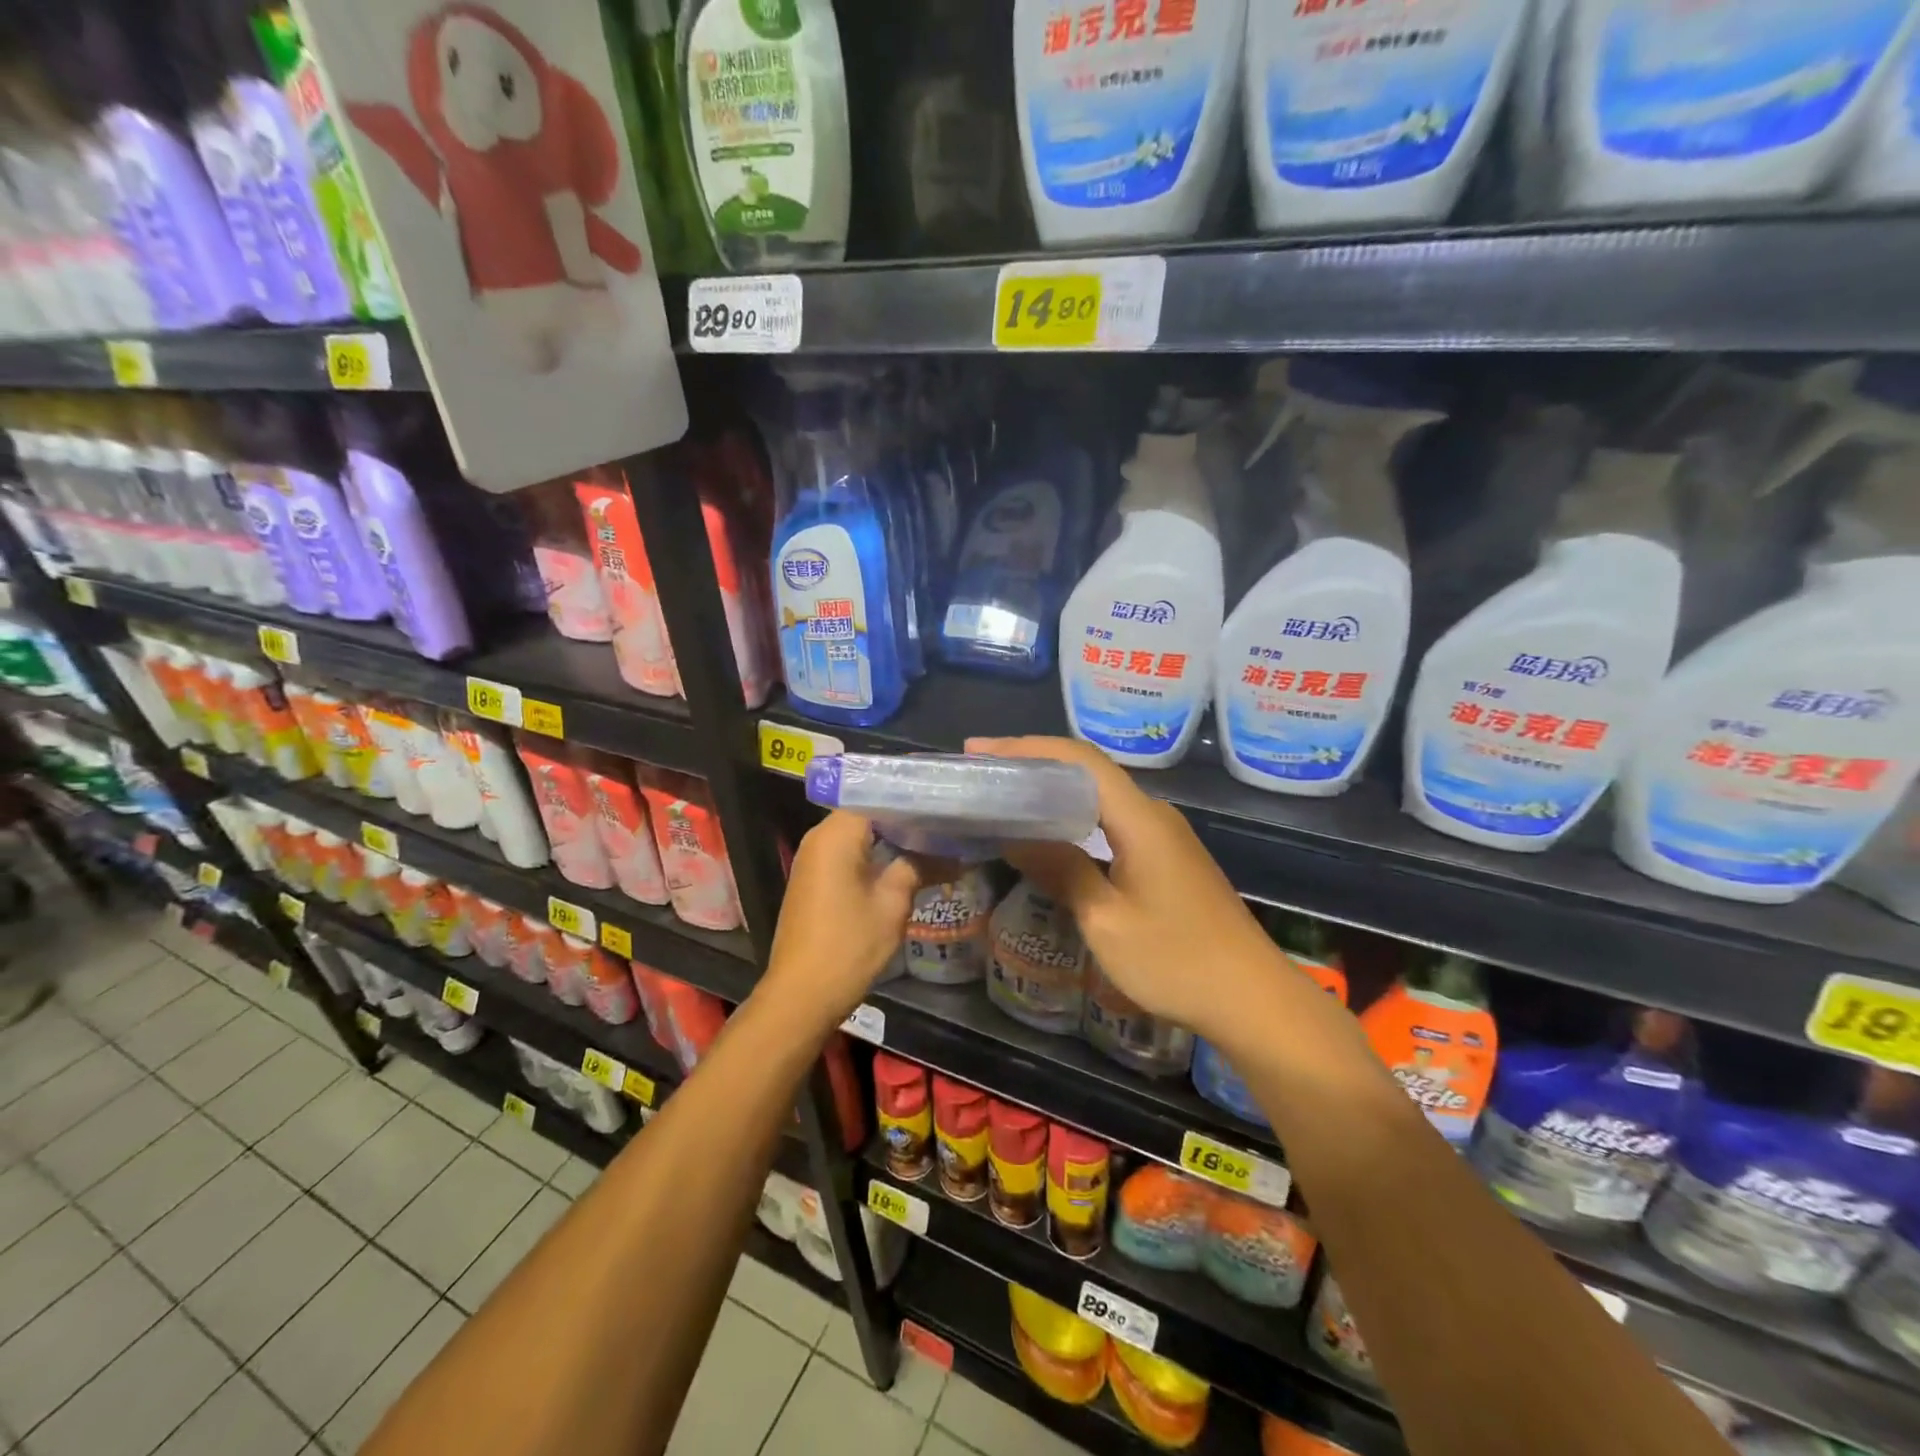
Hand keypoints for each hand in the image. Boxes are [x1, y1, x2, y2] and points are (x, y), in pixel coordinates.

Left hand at [761, 811, 929, 1028]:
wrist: (801, 995)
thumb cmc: (849, 945)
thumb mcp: (892, 904)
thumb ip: (919, 867)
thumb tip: (954, 854)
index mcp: (836, 834)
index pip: (879, 796)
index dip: (914, 799)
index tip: (946, 803)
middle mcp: (819, 838)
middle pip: (869, 813)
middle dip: (907, 819)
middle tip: (948, 823)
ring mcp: (814, 859)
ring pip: (860, 835)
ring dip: (894, 839)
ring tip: (936, 841)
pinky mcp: (814, 880)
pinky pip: (850, 854)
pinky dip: (877, 855)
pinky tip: (908, 864)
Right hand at [967, 736, 1288, 1041]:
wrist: (1251, 998)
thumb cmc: (1176, 961)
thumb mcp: (1106, 920)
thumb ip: (1062, 870)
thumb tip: (1016, 837)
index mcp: (1139, 819)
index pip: (1079, 759)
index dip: (1027, 747)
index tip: (979, 751)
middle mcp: (1154, 815)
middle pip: (1088, 771)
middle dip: (1033, 764)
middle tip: (983, 774)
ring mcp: (1164, 836)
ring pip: (1101, 797)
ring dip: (1053, 791)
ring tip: (1006, 798)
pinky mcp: (1168, 857)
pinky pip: (1113, 821)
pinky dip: (1074, 817)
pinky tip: (1051, 834)